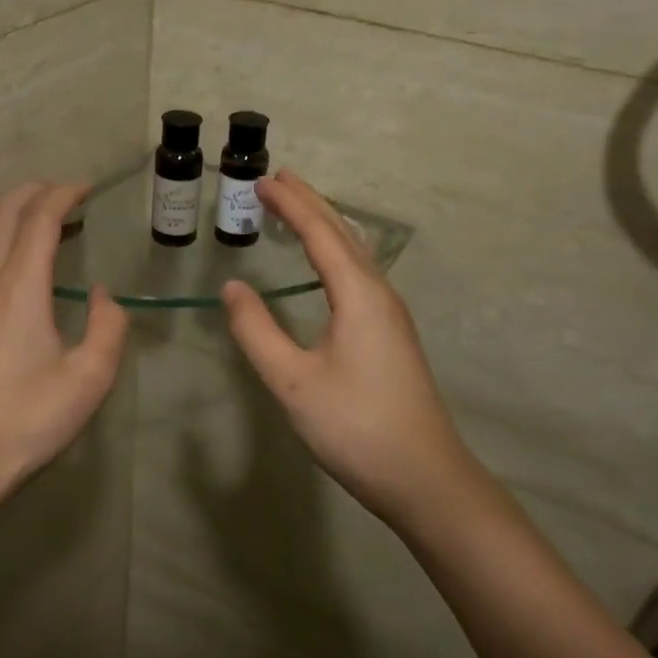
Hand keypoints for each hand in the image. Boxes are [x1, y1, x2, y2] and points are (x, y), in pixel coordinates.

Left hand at [0, 182, 128, 509]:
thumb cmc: (31, 419)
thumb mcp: (91, 378)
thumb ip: (108, 326)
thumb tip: (100, 296)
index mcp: (21, 287)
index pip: (39, 219)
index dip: (64, 195)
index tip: (86, 189)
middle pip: (1, 214)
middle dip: (32, 192)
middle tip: (61, 194)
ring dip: (0, 213)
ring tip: (25, 218)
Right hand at [220, 171, 481, 528]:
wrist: (424, 477)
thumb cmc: (355, 426)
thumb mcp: (293, 381)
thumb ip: (257, 331)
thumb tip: (233, 287)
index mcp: (359, 295)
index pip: (320, 234)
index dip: (291, 205)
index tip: (262, 181)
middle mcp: (380, 294)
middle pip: (343, 235)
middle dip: (311, 204)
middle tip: (279, 179)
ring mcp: (390, 315)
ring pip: (355, 254)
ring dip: (325, 226)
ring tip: (299, 209)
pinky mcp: (391, 335)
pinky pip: (359, 274)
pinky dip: (335, 253)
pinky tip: (328, 265)